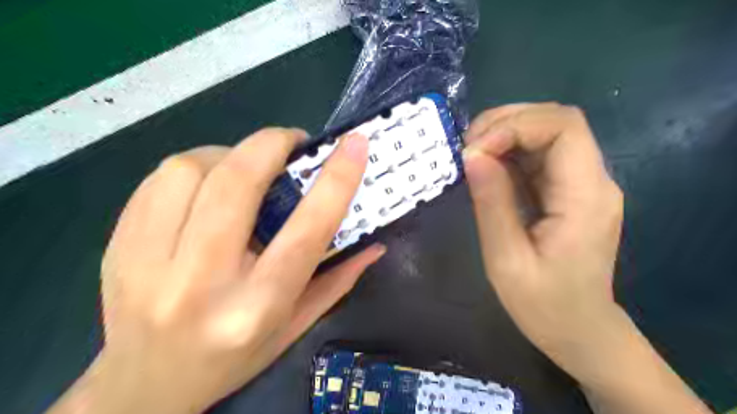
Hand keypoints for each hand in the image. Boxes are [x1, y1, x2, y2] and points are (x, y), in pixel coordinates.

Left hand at [49, 128, 385, 411]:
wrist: (146, 386)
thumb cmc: (235, 358)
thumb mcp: (296, 326)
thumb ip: (338, 280)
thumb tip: (375, 245)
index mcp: (257, 306)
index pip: (306, 230)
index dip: (335, 180)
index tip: (354, 145)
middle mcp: (202, 283)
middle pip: (237, 185)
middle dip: (271, 145)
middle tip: (292, 142)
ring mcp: (148, 263)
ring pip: (189, 170)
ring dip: (229, 154)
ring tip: (246, 165)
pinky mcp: (117, 247)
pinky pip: (157, 180)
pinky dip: (194, 167)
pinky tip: (208, 182)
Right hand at [463, 104, 710, 413]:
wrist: (579, 330)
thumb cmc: (543, 304)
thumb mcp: (506, 259)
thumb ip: (492, 203)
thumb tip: (472, 155)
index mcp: (586, 197)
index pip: (563, 127)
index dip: (515, 125)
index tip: (474, 150)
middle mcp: (594, 180)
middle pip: (558, 120)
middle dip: (507, 122)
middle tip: (467, 147)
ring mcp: (583, 184)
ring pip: (548, 132)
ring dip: (506, 133)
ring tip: (471, 154)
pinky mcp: (569, 191)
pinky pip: (541, 155)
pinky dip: (510, 151)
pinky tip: (487, 166)